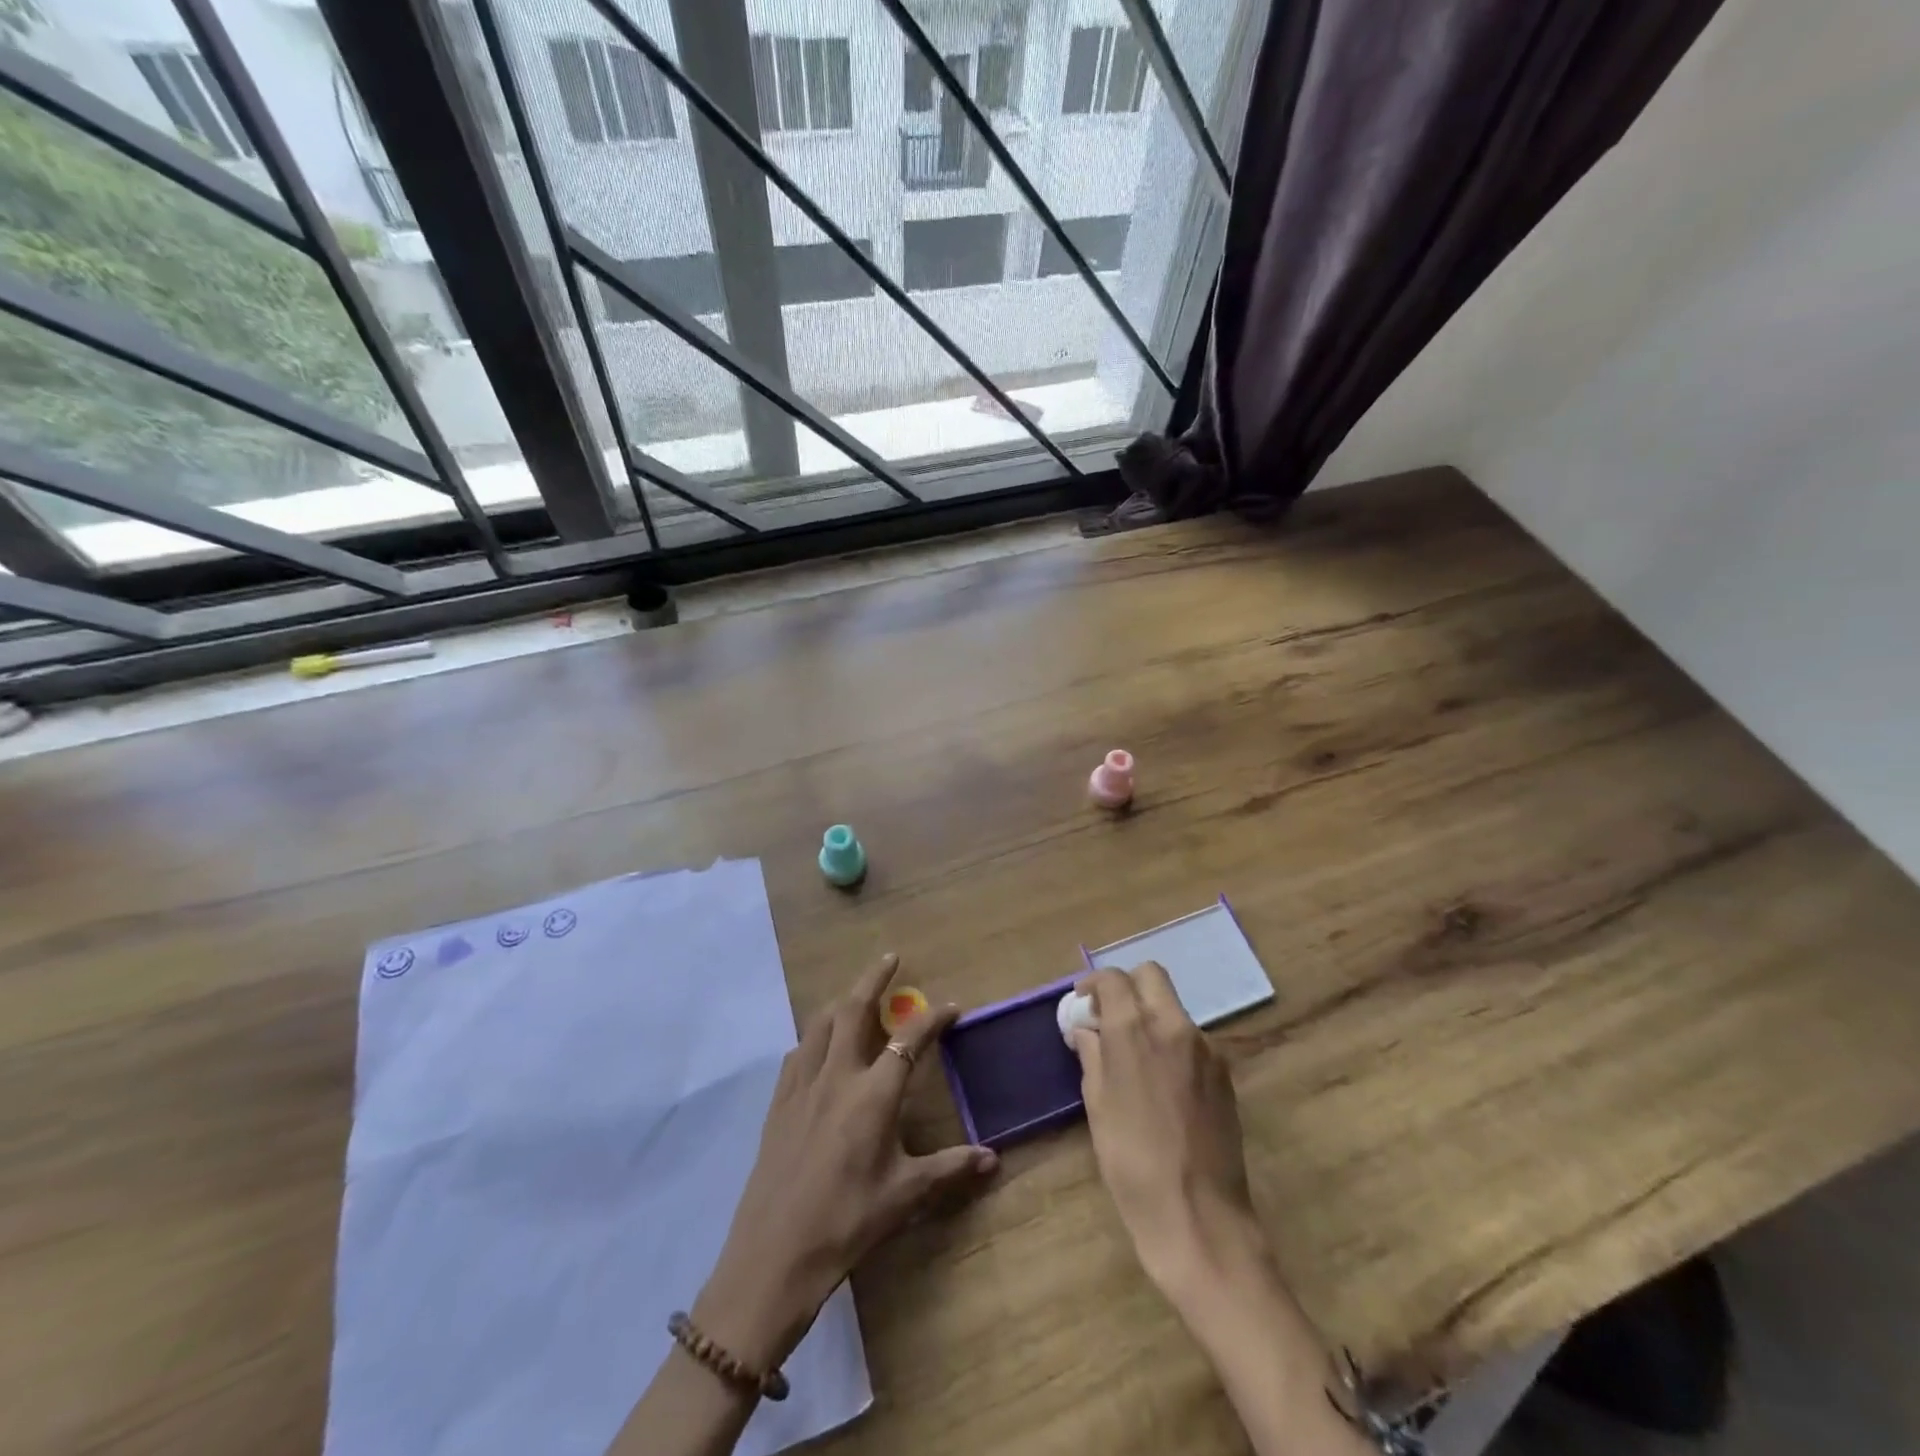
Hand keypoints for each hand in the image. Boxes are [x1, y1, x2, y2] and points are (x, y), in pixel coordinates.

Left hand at [694, 954, 998, 1370]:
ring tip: (855, 996)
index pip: (909, 1039)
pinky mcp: (778, 1104)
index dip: (933, 1019)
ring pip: (820, 1024)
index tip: (951, 1007)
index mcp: (873, 1094)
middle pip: (854, 1009)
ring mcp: (802, 1086)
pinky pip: (797, 1053)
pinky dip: (813, 1037)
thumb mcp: (905, 1197)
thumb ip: (950, 1169)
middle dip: (874, 979)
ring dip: (841, 1001)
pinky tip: (817, 1047)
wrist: (774, 1256)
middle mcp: (837, 1076)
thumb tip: (993, 1159)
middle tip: (890, 959)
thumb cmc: (847, 1223)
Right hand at [1070, 963, 1264, 1295]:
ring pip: (1173, 1007)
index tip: (1082, 1002)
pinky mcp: (1224, 1072)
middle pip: (1151, 976)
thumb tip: (1087, 1031)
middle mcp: (1173, 1025)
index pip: (1113, 979)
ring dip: (1151, 1015)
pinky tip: (1162, 1082)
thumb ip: (1092, 1056)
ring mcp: (1205, 1047)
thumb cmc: (1132, 1162)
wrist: (1199, 1215)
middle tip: (1109, 1016)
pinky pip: (1192, 1039)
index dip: (1093, 984)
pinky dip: (1172, 1042)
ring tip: (1135, 1055)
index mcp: (1134, 1029)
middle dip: (1127, 986)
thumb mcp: (1097, 1106)